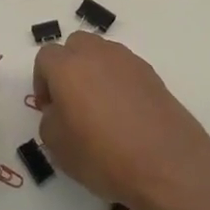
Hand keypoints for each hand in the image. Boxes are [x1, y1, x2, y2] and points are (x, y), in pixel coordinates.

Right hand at [33, 33, 209, 209]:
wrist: (168, 164)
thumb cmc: (104, 157)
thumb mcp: (58, 148)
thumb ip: (49, 120)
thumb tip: (60, 110)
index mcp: (68, 67)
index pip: (45, 57)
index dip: (42, 81)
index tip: (48, 108)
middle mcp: (97, 54)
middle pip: (75, 45)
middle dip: (68, 67)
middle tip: (70, 101)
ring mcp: (128, 61)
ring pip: (102, 54)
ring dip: (94, 71)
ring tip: (99, 108)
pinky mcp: (152, 74)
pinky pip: (124, 69)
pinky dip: (118, 82)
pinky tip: (124, 113)